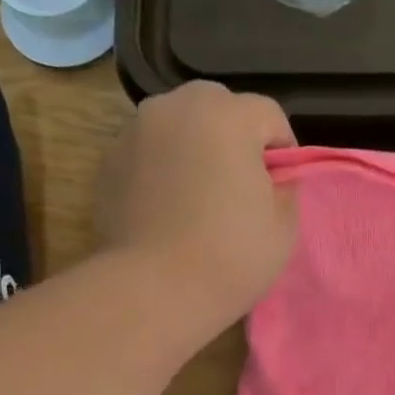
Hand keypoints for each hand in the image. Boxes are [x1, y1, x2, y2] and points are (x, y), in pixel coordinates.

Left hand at [97, 81, 297, 330]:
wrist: (156, 288)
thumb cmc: (233, 255)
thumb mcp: (285, 225)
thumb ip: (284, 187)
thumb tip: (271, 177)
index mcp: (227, 116)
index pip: (269, 114)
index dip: (283, 149)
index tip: (280, 185)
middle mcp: (177, 107)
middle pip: (218, 106)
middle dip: (235, 137)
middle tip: (241, 185)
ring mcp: (136, 130)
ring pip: (179, 125)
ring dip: (196, 147)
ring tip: (201, 196)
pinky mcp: (109, 159)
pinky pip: (150, 151)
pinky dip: (164, 167)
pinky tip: (170, 209)